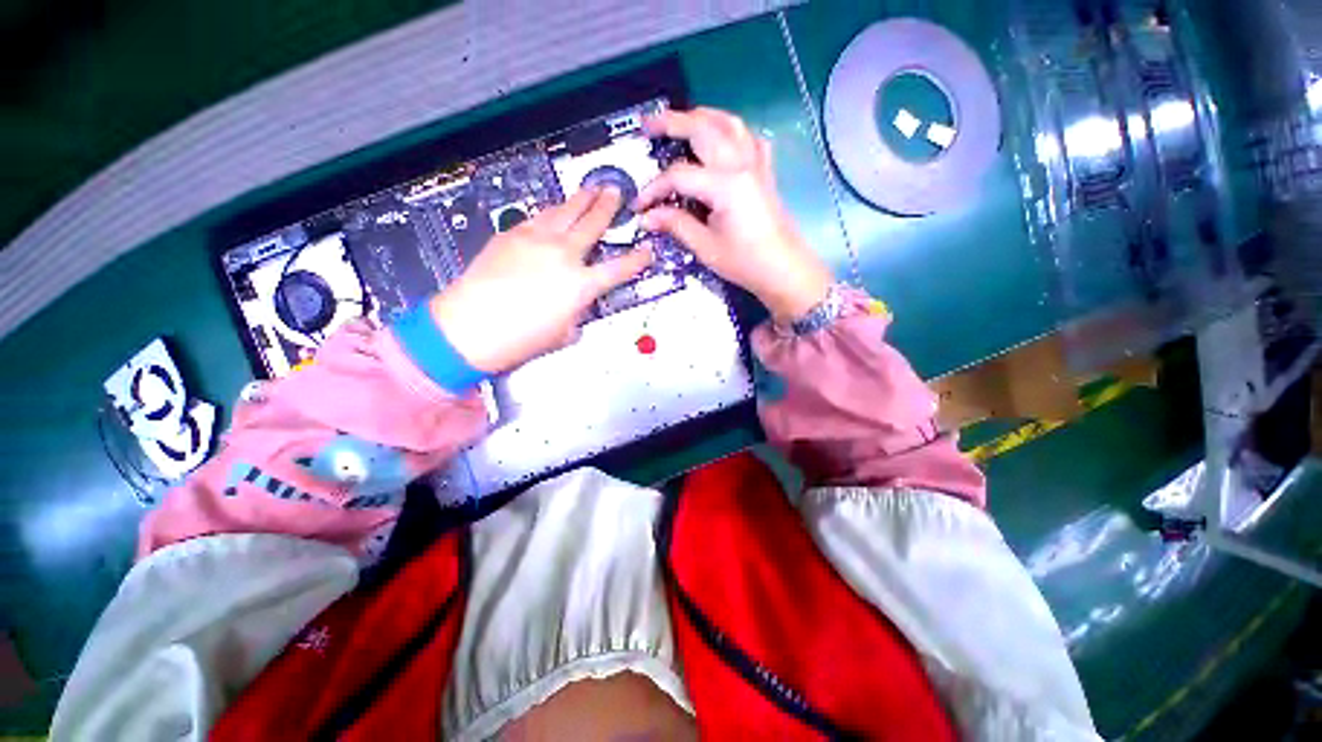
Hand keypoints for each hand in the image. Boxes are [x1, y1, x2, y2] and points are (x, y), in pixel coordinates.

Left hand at [429, 187, 651, 372]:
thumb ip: (577, 312)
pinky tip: (555, 209)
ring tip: (591, 189)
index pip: (620, 268)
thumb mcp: (563, 332)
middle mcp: (563, 255)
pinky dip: (552, 211)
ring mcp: (536, 240)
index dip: (638, 259)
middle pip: (593, 223)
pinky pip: (539, 216)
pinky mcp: (511, 234)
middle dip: (608, 206)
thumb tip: (577, 303)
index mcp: (581, 285)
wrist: (469, 326)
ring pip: (565, 210)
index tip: (647, 250)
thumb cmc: (520, 339)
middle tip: (616, 192)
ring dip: (581, 199)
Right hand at [636, 107, 832, 321]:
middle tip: (648, 124)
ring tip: (682, 120)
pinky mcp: (765, 172)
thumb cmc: (746, 262)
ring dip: (702, 116)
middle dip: (672, 122)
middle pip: (703, 129)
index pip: (679, 175)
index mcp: (725, 184)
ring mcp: (756, 164)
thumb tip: (647, 217)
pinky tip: (723, 138)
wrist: (784, 270)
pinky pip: (749, 138)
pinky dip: (732, 131)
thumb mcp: (706, 247)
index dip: (654, 188)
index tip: (639, 206)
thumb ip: (676, 225)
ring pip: (729, 123)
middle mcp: (741, 164)